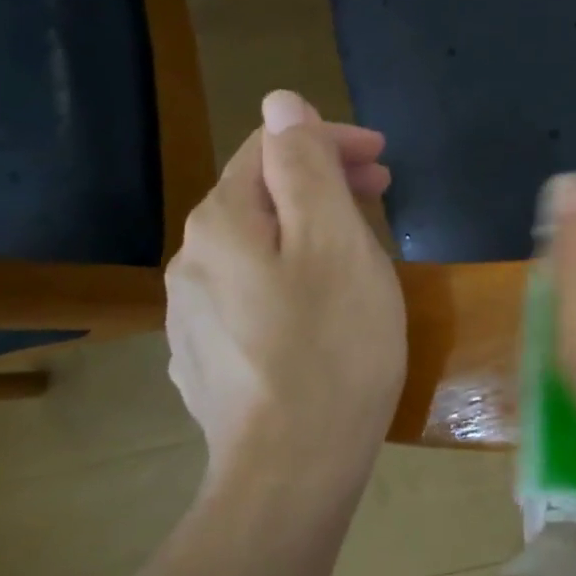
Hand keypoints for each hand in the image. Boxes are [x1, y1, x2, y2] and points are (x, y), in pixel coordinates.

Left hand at [166, 91, 405, 486]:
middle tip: (382, 191)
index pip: (270, 149)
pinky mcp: (208, 358)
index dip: (328, 140)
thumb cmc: (332, 347)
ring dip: (307, 228)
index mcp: (221, 224)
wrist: (291, 472)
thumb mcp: (335, 242)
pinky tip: (320, 304)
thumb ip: (305, 167)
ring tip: (358, 245)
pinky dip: (290, 274)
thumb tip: (281, 103)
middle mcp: (192, 261)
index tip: (383, 159)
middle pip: (260, 196)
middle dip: (321, 181)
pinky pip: (251, 291)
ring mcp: (193, 315)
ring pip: (256, 246)